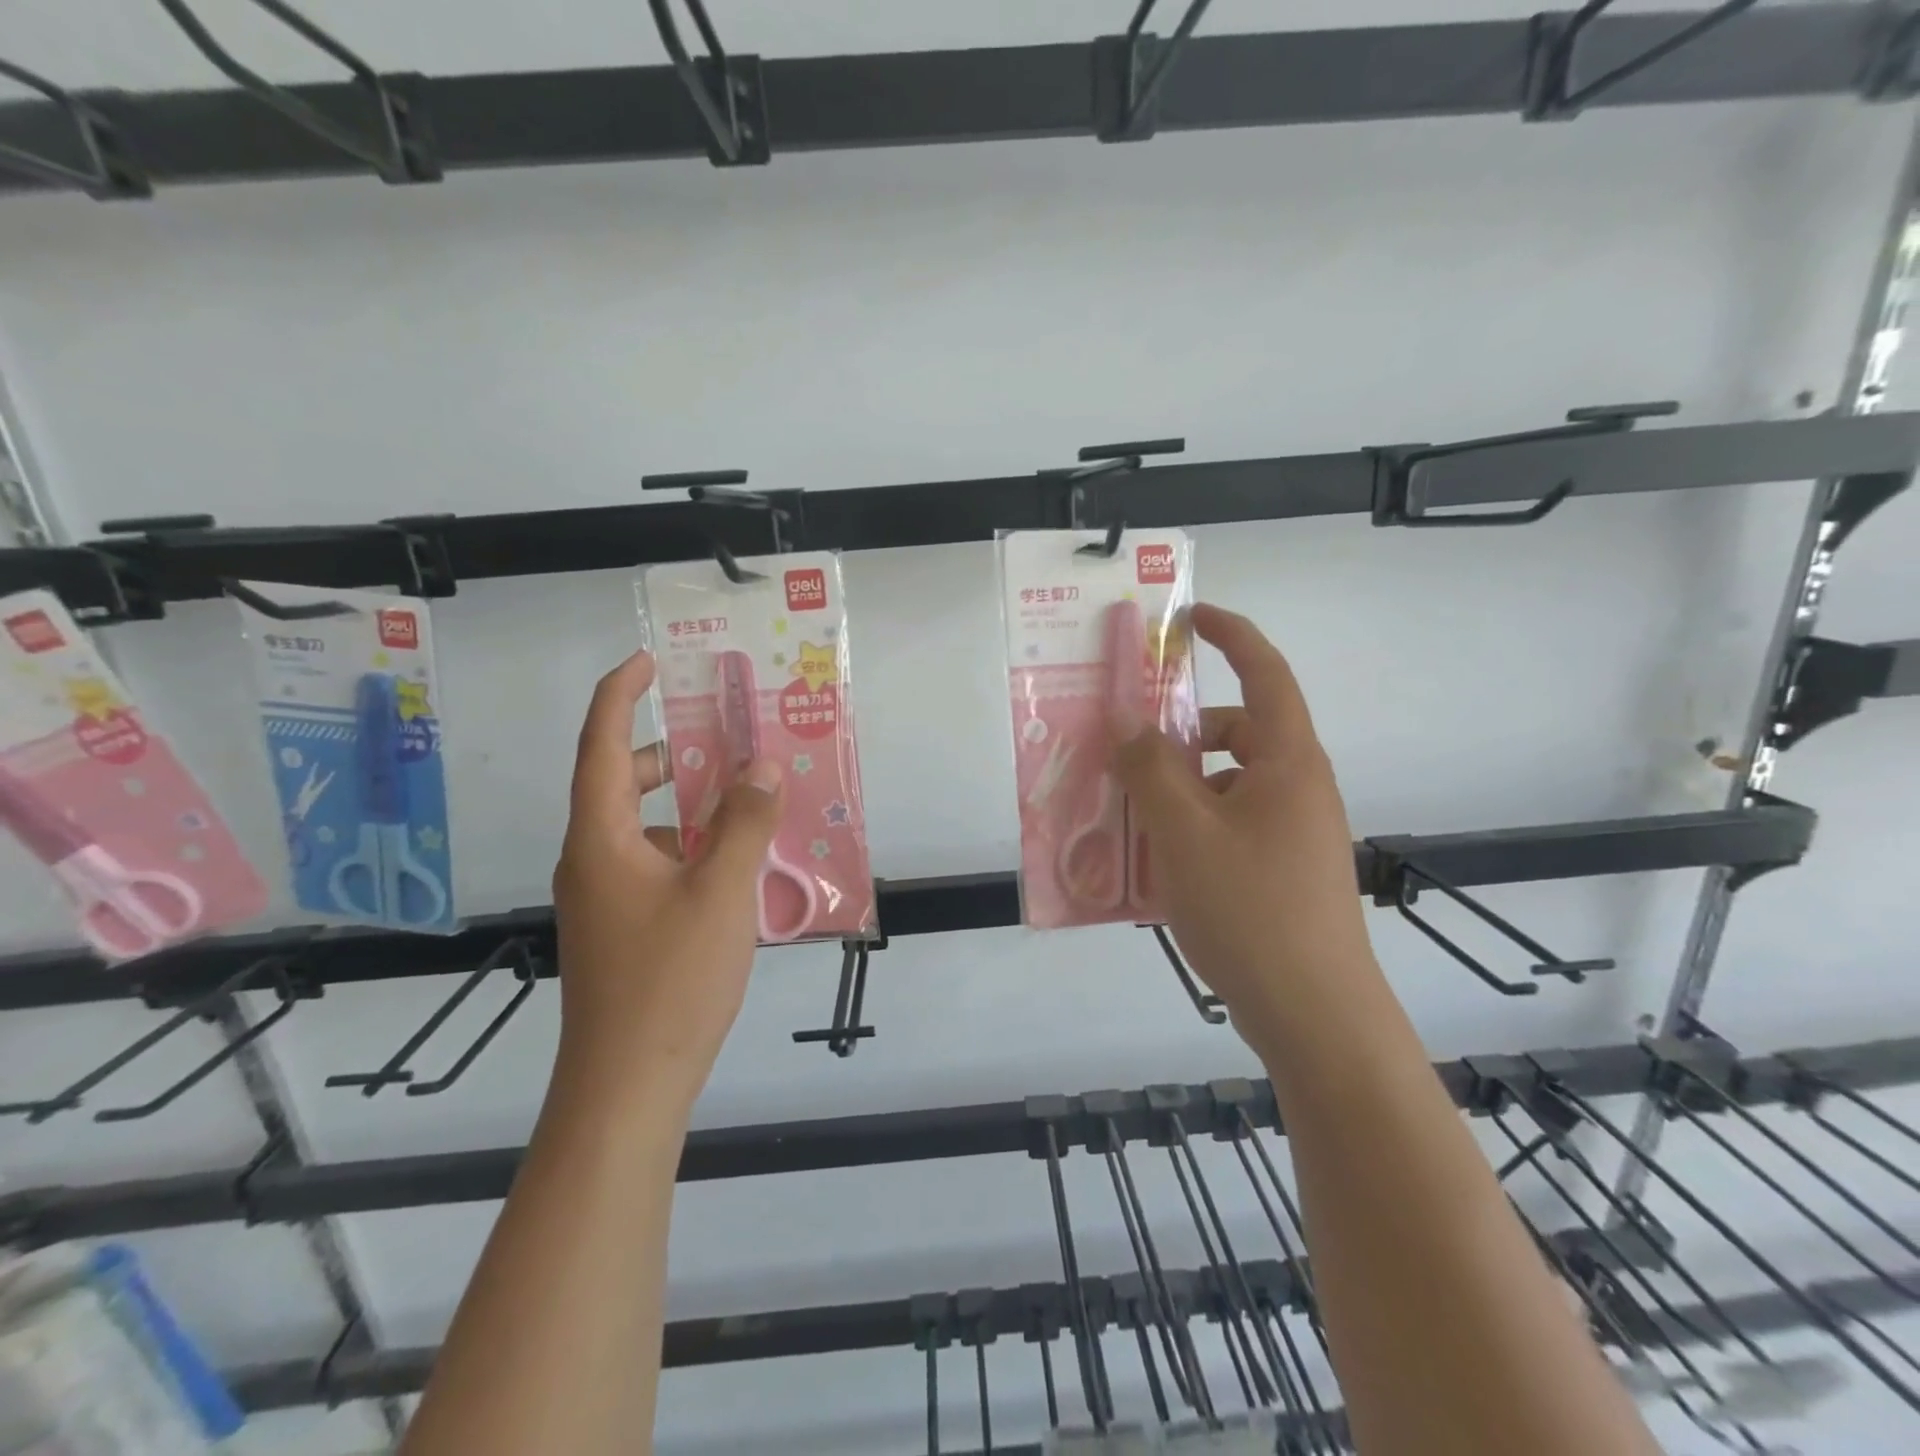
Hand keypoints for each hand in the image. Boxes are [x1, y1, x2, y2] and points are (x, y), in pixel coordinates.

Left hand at [551, 651, 782, 1106]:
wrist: (627, 1087)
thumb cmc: (671, 980)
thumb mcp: (721, 892)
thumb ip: (743, 822)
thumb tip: (760, 766)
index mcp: (602, 839)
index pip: (603, 746)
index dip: (620, 696)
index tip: (646, 660)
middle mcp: (592, 860)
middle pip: (623, 783)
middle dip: (671, 753)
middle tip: (723, 736)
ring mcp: (603, 898)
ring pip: (642, 828)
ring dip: (688, 805)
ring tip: (745, 801)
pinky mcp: (621, 927)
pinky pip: (654, 864)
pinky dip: (690, 847)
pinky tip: (735, 865)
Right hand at [1112, 605, 1373, 1035]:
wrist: (1314, 1016)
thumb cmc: (1251, 909)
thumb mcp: (1184, 831)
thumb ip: (1150, 768)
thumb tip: (1128, 726)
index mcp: (1287, 761)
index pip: (1265, 673)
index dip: (1231, 635)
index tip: (1189, 619)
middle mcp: (1296, 787)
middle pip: (1236, 733)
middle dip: (1180, 734)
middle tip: (1125, 751)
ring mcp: (1292, 833)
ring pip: (1225, 785)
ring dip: (1176, 788)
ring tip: (1125, 817)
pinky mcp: (1280, 872)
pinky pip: (1226, 827)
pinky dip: (1188, 828)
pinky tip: (1151, 865)